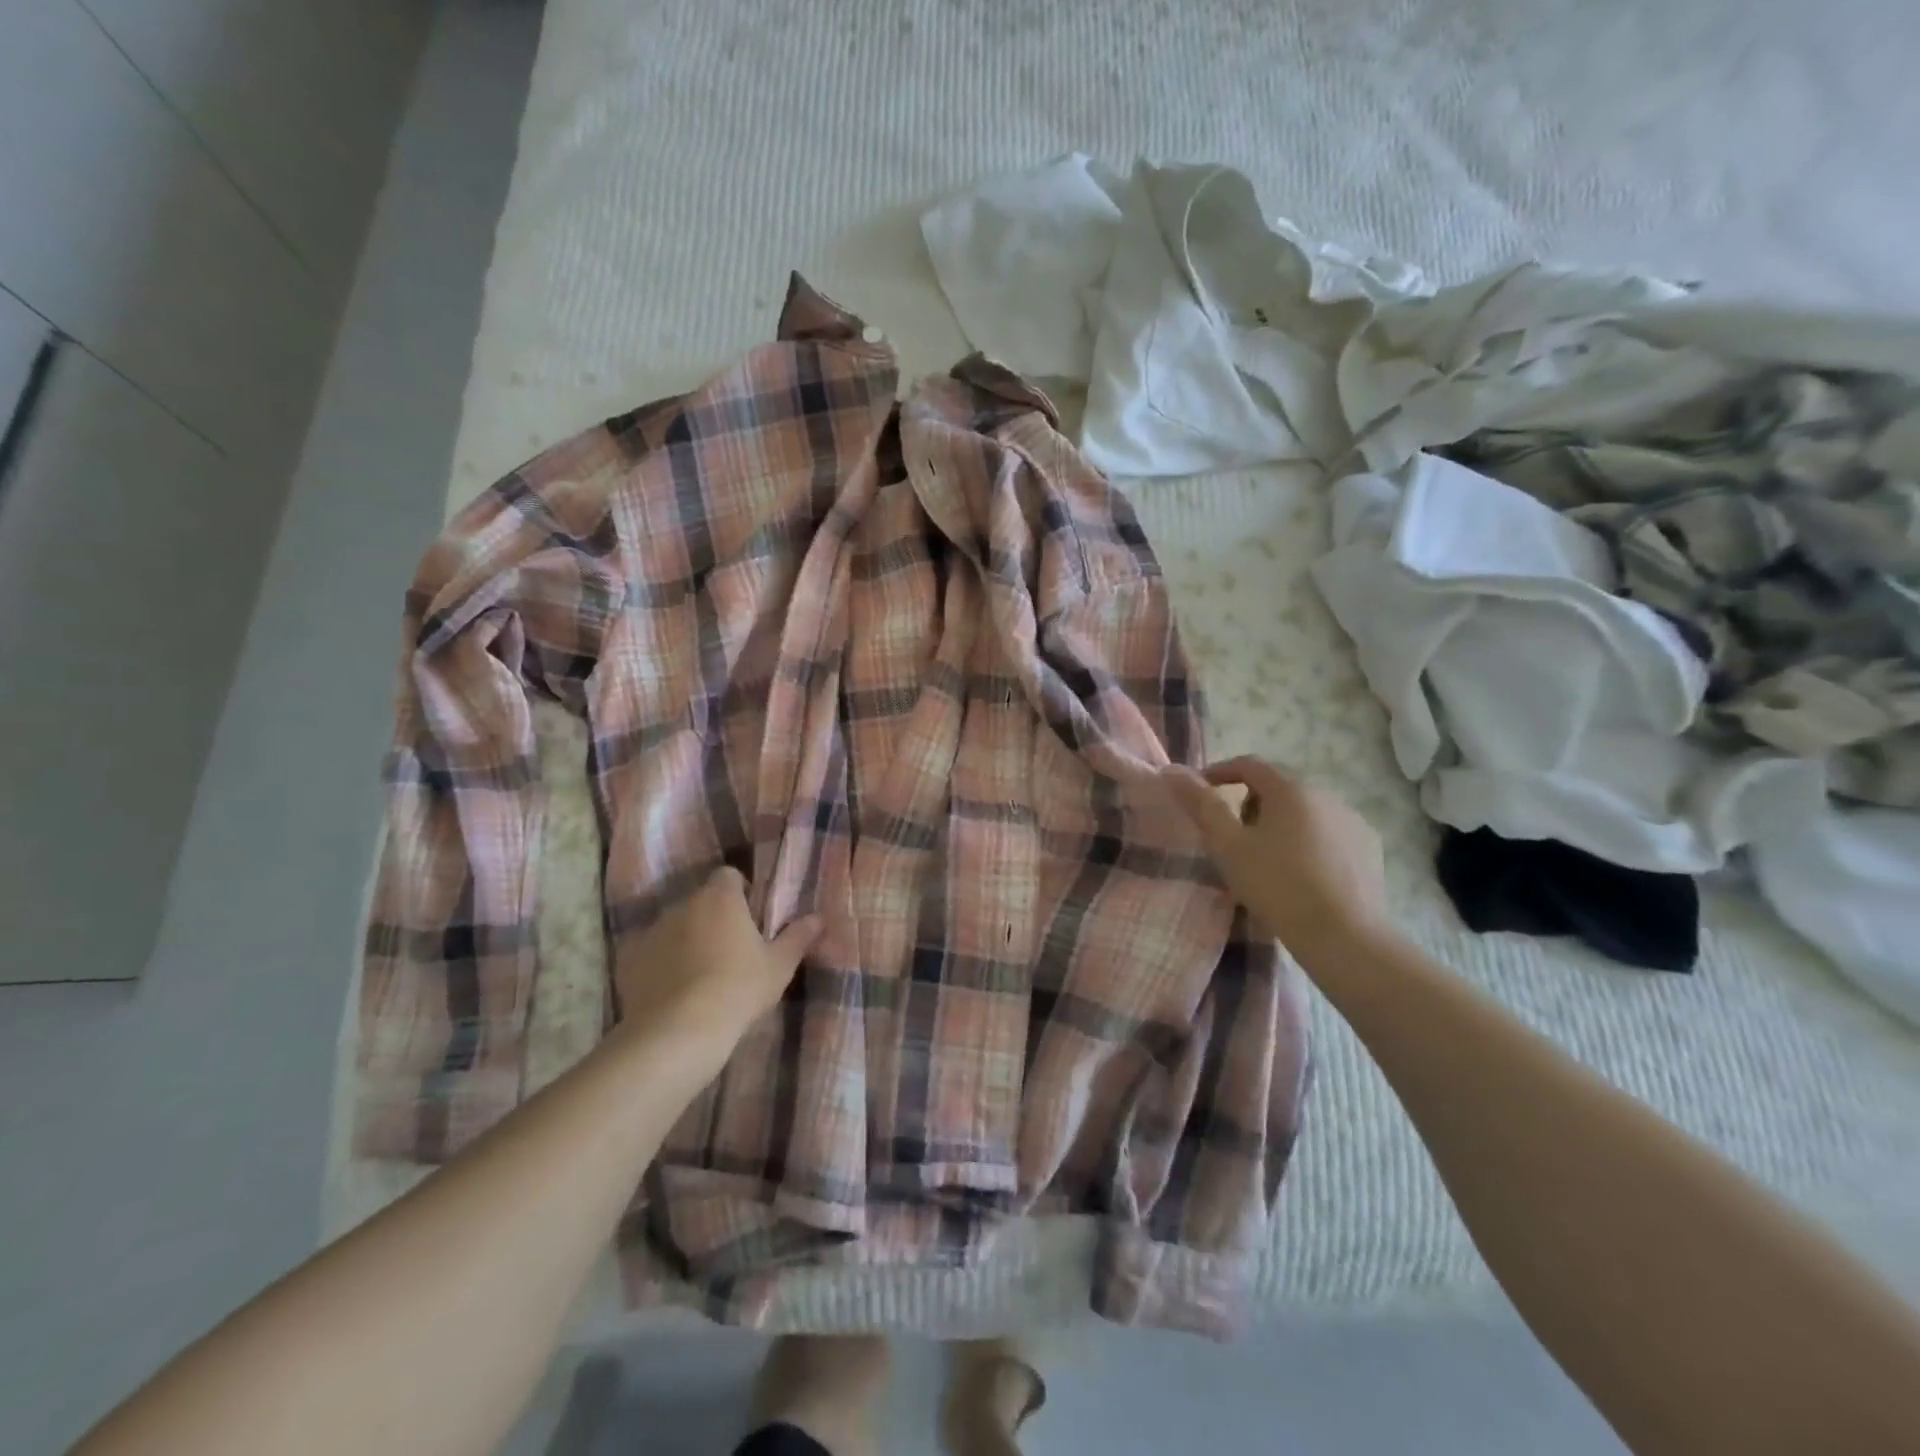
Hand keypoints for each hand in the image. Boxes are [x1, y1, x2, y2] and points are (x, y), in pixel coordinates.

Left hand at [613, 867, 821, 1055]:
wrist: (678, 1033)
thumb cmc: (738, 989)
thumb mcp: (779, 966)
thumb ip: (799, 936)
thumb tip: (819, 917)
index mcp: (720, 898)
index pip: (729, 875)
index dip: (741, 892)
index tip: (751, 919)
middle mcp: (683, 905)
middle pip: (701, 901)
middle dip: (714, 918)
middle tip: (731, 951)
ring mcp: (652, 932)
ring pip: (675, 927)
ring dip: (687, 940)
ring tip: (701, 976)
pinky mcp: (628, 961)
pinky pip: (651, 954)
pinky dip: (661, 965)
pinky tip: (673, 993)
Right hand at [1163, 756, 1389, 969]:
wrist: (1345, 937)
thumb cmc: (1277, 886)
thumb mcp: (1228, 846)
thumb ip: (1201, 805)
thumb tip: (1172, 770)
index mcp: (1290, 789)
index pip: (1249, 764)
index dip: (1220, 773)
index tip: (1201, 793)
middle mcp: (1326, 794)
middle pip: (1278, 786)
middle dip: (1250, 803)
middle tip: (1233, 837)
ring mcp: (1353, 820)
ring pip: (1305, 810)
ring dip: (1281, 823)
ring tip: (1267, 860)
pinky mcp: (1370, 848)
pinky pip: (1329, 832)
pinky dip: (1309, 842)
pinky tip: (1302, 874)